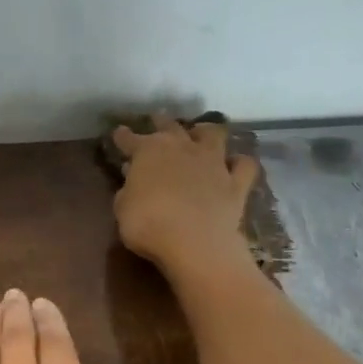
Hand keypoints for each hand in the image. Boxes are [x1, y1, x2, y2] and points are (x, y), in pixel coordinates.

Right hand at [110, 114, 259, 274]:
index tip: (118, 133)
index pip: (131, 139)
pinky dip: (239, 163)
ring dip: (205, 132)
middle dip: (161, 122)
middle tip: (157, 119)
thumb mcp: (123, 210)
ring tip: (200, 133)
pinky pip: (244, 166)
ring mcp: (213, 163)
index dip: (123, 137)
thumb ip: (127, 192)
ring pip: (213, 135)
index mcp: (149, 152)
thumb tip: (132, 180)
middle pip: (171, 127)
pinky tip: (234, 165)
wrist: (195, 243)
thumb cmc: (148, 225)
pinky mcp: (236, 183)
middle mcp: (183, 148)